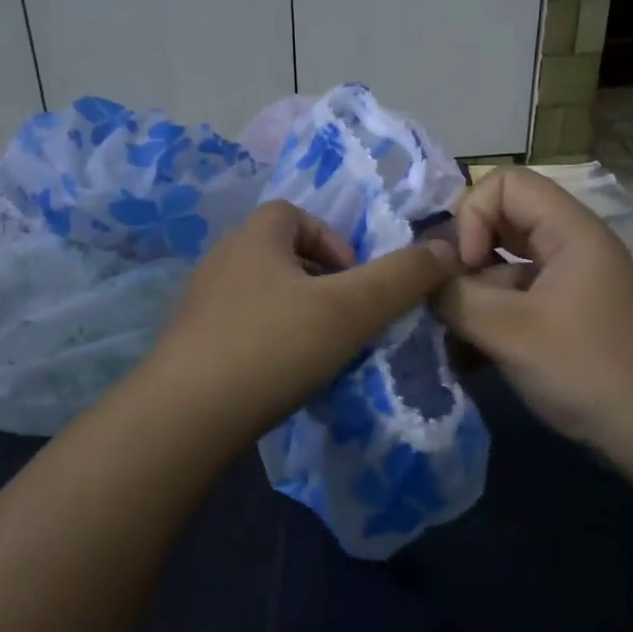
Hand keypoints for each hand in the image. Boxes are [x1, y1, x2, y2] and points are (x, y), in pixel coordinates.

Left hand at [145, 201, 459, 438]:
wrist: (186, 417)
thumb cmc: (273, 346)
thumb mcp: (351, 310)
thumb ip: (402, 278)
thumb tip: (447, 249)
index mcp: (255, 237)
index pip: (296, 214)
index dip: (333, 242)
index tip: (353, 283)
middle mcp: (223, 259)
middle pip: (281, 254)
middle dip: (320, 281)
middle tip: (342, 320)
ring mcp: (201, 303)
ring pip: (263, 293)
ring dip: (296, 313)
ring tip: (317, 351)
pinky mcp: (191, 343)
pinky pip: (242, 327)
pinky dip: (269, 341)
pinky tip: (281, 376)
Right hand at [434, 168, 632, 449]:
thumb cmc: (586, 370)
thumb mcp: (509, 332)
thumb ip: (456, 296)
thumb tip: (421, 276)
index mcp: (569, 231)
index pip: (505, 183)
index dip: (472, 215)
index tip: (464, 266)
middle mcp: (570, 247)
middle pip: (502, 224)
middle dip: (465, 258)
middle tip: (444, 299)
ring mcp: (570, 284)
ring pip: (504, 267)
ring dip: (473, 296)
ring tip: (452, 339)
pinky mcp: (567, 318)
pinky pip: (517, 301)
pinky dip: (491, 320)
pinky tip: (470, 358)